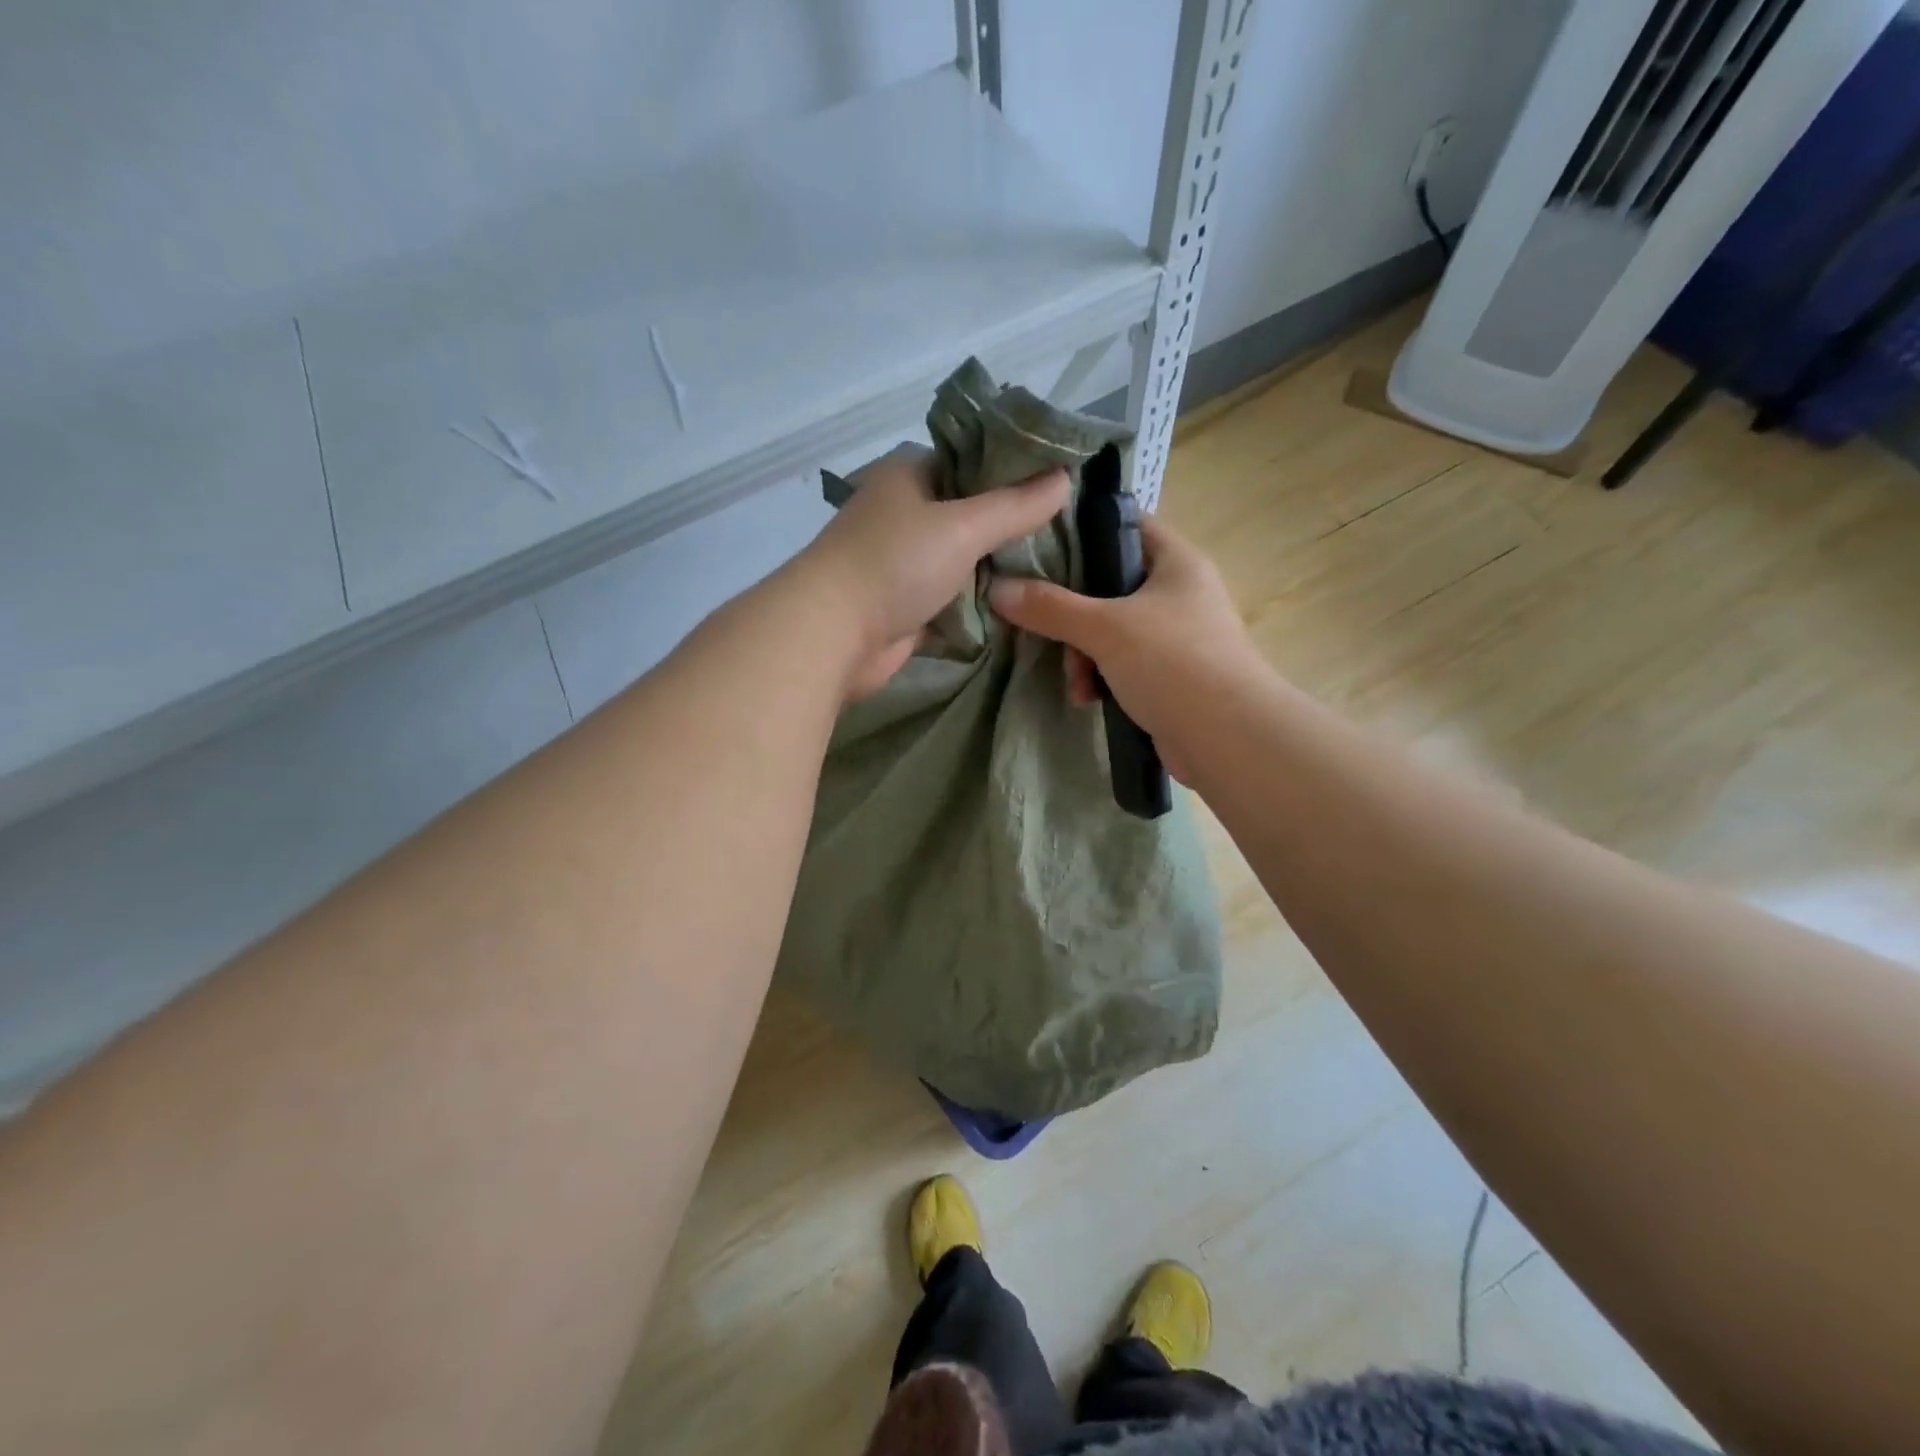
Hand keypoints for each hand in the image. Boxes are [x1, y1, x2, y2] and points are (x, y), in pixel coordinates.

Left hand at [798, 444, 1070, 698]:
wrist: (832, 635)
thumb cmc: (894, 565)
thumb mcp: (963, 527)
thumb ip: (1015, 506)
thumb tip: (1065, 479)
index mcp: (910, 475)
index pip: (972, 460)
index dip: (1015, 471)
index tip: (1059, 485)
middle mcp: (905, 513)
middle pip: (970, 513)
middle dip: (1011, 526)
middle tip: (1063, 534)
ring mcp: (903, 561)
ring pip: (963, 558)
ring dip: (996, 568)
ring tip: (1052, 569)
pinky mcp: (905, 604)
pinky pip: (952, 597)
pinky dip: (977, 602)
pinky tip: (1018, 603)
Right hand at [986, 514, 1259, 778]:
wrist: (1227, 739)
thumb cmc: (1173, 663)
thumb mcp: (1105, 628)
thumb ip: (1051, 606)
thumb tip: (997, 588)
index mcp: (1176, 562)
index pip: (1125, 524)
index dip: (1082, 529)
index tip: (1037, 545)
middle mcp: (1179, 593)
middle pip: (1108, 584)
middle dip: (1073, 614)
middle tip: (1051, 632)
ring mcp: (1176, 637)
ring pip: (1111, 630)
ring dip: (1083, 655)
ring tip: (1077, 683)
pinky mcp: (1169, 677)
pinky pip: (1122, 665)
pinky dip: (1102, 678)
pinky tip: (1089, 699)